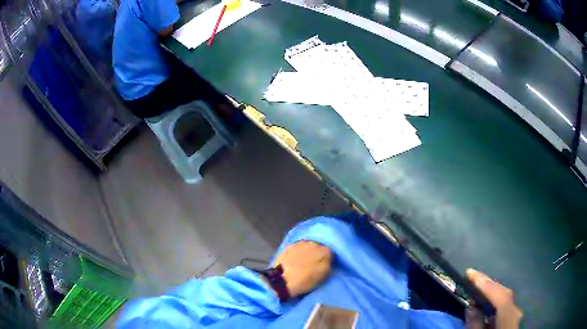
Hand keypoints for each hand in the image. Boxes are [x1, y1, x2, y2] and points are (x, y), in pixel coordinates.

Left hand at [272, 241, 331, 297]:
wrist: (281, 279)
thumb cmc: (305, 280)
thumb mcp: (323, 276)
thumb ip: (328, 264)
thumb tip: (329, 258)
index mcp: (325, 251)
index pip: (330, 253)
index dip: (328, 260)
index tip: (325, 266)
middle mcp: (314, 243)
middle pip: (319, 248)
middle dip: (317, 254)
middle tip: (313, 264)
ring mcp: (301, 243)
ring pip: (308, 246)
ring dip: (308, 252)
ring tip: (303, 262)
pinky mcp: (290, 246)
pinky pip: (298, 247)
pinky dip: (298, 252)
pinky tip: (295, 259)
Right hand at [466, 269, 522, 328]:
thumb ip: (476, 327)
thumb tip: (471, 308)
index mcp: (509, 321)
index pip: (502, 299)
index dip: (488, 286)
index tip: (472, 274)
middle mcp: (516, 314)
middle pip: (505, 295)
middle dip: (490, 285)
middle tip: (474, 277)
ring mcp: (517, 315)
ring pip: (506, 298)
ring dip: (493, 291)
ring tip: (480, 285)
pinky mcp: (514, 318)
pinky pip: (506, 304)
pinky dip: (497, 298)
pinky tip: (490, 299)